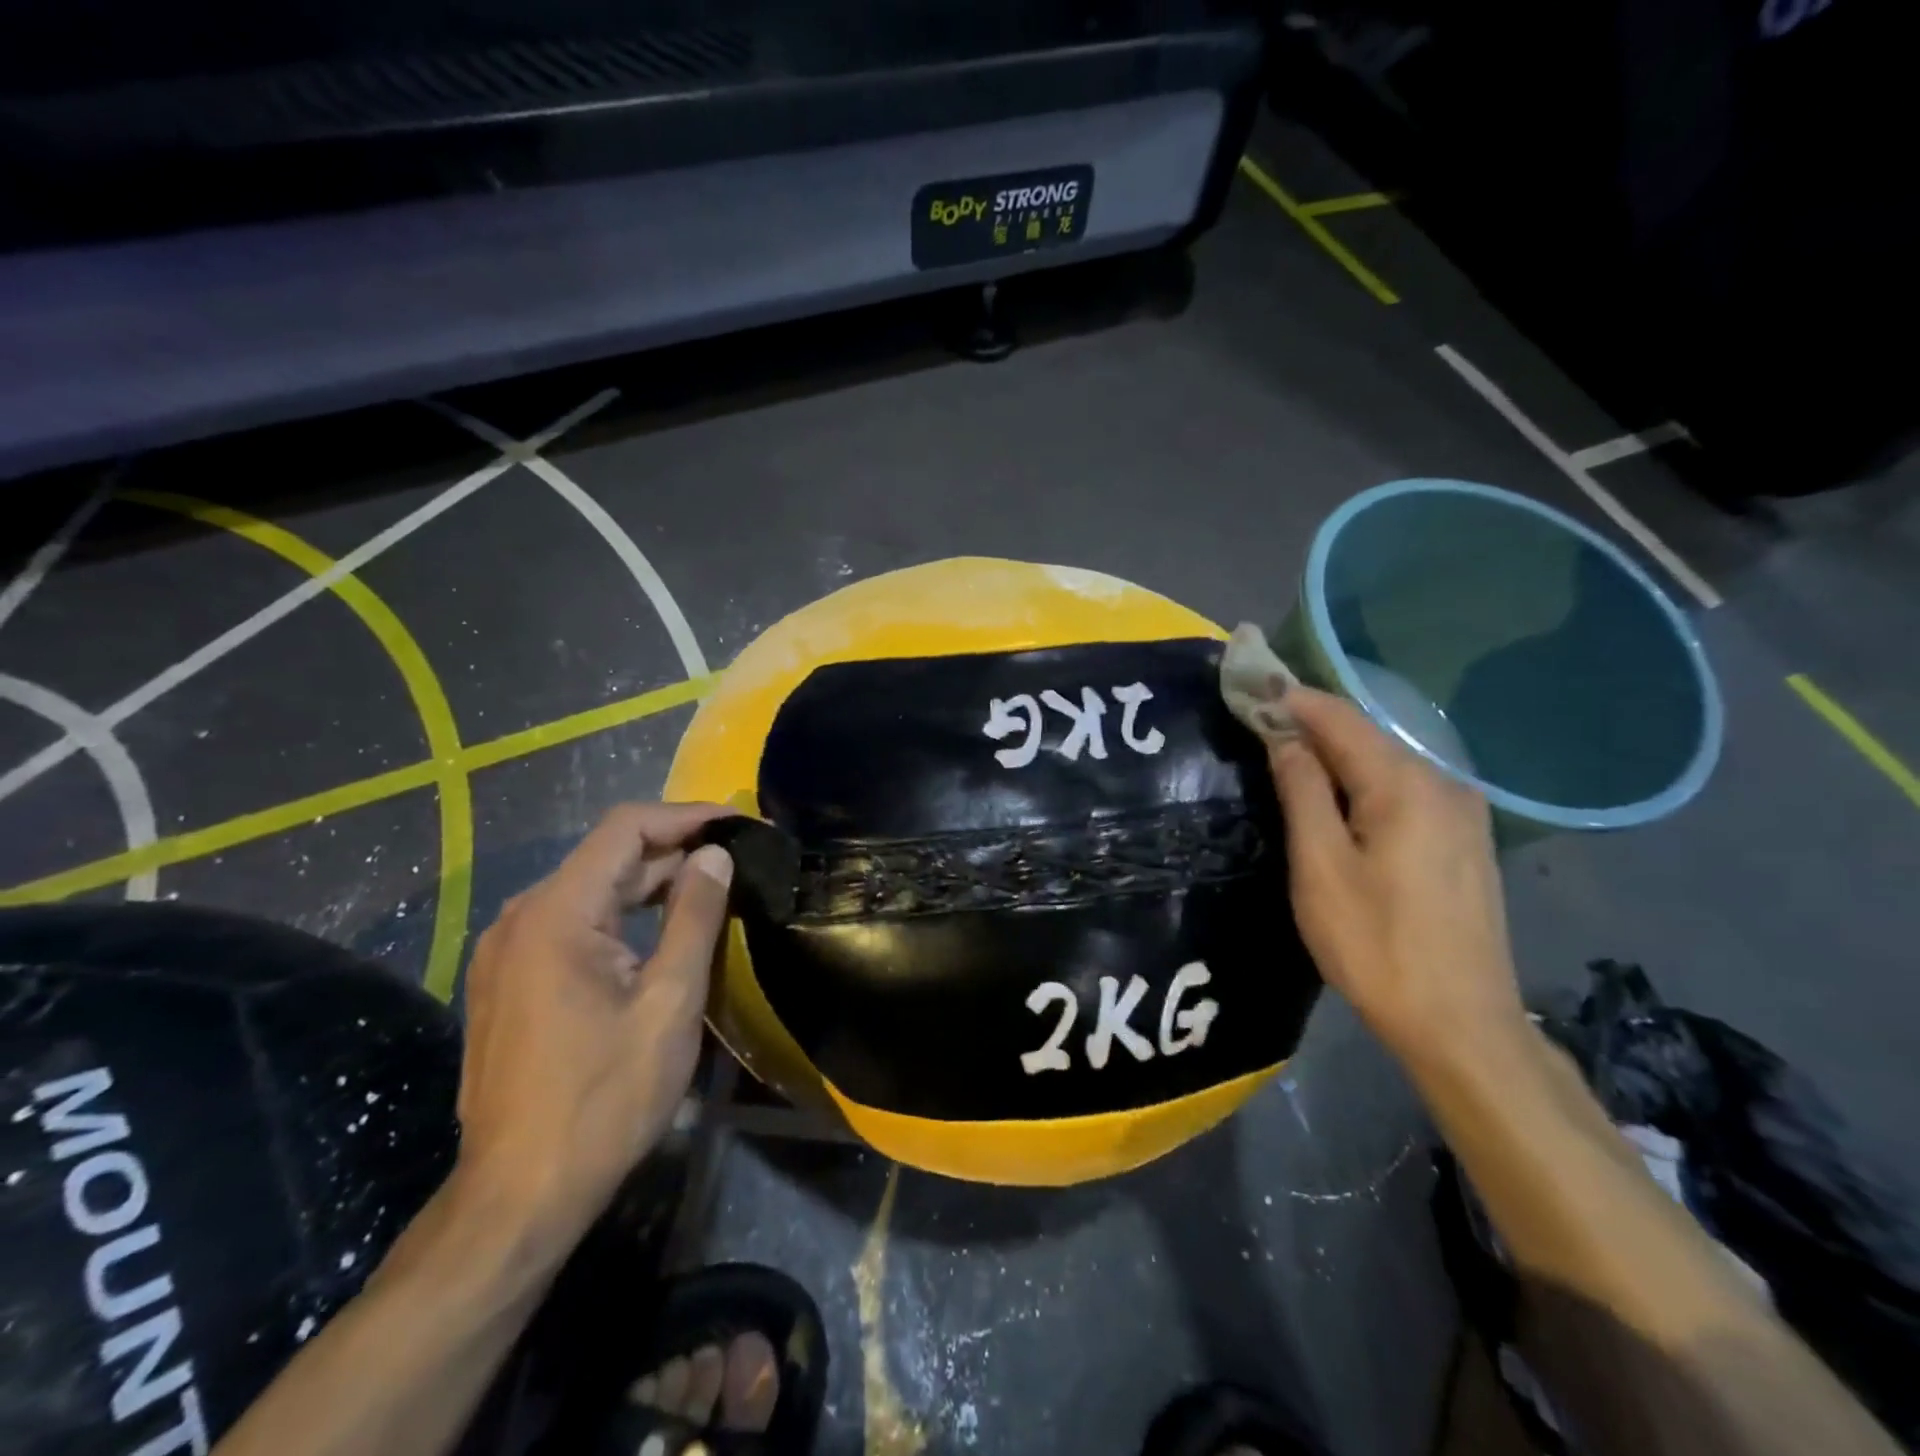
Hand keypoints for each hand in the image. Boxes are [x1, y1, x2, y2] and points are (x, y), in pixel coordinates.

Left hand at [452, 802, 733, 1255]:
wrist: (518, 1196)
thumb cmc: (604, 1098)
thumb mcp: (669, 1002)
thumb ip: (695, 917)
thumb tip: (716, 855)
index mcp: (556, 913)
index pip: (625, 829)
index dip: (686, 816)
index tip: (738, 820)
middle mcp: (521, 918)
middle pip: (606, 856)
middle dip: (673, 849)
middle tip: (735, 856)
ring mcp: (507, 951)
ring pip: (590, 889)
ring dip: (650, 882)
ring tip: (710, 887)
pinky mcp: (509, 980)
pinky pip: (573, 922)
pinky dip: (622, 913)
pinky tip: (660, 930)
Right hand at [1267, 686, 1525, 1064]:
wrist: (1460, 1022)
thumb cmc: (1375, 943)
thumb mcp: (1320, 866)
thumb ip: (1303, 791)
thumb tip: (1285, 738)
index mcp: (1404, 785)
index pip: (1339, 719)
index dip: (1292, 699)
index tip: (1251, 686)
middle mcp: (1442, 784)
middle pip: (1367, 737)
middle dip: (1312, 724)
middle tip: (1260, 719)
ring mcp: (1462, 813)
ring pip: (1387, 763)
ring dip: (1337, 753)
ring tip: (1290, 753)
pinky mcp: (1465, 841)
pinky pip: (1405, 790)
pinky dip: (1364, 780)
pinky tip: (1340, 795)